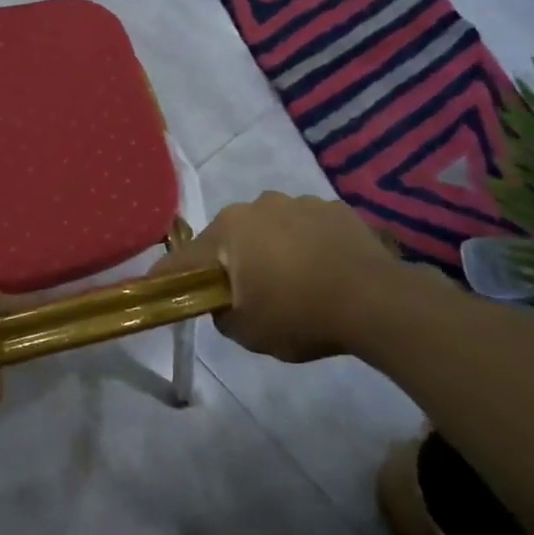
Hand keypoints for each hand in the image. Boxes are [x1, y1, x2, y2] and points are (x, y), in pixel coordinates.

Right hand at [153, 192, 413, 362]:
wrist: (377, 302)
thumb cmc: (300, 316)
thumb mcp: (247, 332)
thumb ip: (221, 313)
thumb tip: (224, 301)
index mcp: (228, 230)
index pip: (184, 258)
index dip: (167, 277)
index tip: (156, 290)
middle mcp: (257, 206)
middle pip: (229, 238)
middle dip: (230, 261)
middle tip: (243, 293)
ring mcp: (298, 202)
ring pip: (269, 228)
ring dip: (270, 249)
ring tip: (292, 281)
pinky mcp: (334, 208)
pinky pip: (306, 227)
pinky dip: (305, 245)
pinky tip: (323, 270)